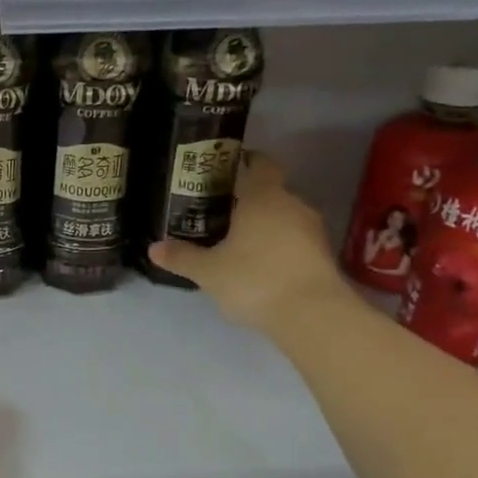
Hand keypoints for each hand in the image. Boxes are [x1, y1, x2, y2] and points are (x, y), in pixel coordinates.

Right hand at [149, 154, 349, 335]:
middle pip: (272, 192)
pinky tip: (261, 266)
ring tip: (239, 242)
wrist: (313, 316)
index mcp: (264, 197)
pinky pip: (296, 241)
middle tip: (222, 213)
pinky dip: (280, 247)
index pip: (261, 163)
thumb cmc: (255, 279)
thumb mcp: (209, 271)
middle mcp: (292, 205)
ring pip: (285, 218)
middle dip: (249, 201)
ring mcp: (313, 231)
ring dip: (266, 226)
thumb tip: (153, 248)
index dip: (247, 161)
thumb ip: (182, 257)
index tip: (228, 168)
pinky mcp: (324, 256)